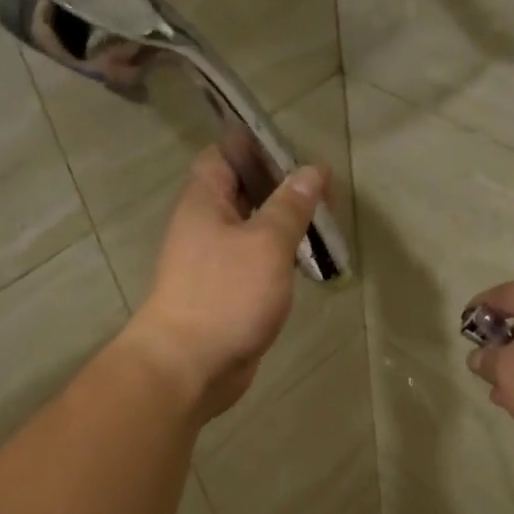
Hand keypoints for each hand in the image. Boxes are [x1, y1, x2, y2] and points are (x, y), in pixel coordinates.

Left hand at [122, 149, 328, 419]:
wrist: (189, 366)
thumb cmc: (226, 295)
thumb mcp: (266, 243)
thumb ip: (290, 206)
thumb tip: (312, 171)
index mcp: (204, 200)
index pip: (227, 153)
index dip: (260, 147)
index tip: (300, 153)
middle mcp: (205, 225)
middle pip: (242, 191)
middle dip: (280, 187)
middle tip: (324, 191)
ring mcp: (213, 261)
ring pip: (251, 229)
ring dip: (283, 224)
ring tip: (323, 223)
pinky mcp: (226, 293)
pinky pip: (254, 262)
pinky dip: (278, 257)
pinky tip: (306, 261)